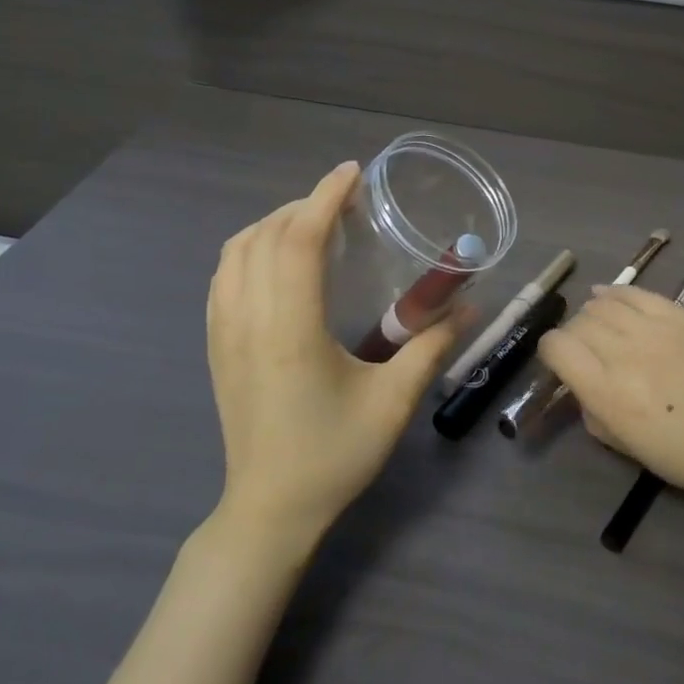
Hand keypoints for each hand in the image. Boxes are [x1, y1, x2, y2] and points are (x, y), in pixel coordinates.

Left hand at [206, 162, 459, 551]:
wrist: (269, 509)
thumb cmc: (333, 455)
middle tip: (344, 202)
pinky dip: (248, 249)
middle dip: (303, 205)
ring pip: (235, 251)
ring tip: (312, 224)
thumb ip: (430, 347)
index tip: (351, 173)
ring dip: (273, 224)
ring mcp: (223, 331)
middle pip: (264, 235)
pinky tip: (276, 260)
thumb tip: (468, 307)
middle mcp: (248, 319)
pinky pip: (223, 276)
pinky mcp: (215, 345)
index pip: (297, 240)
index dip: (324, 198)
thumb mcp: (393, 403)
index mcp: (290, 329)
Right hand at [539, 283, 683, 532]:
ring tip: (599, 327)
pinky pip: (638, 293)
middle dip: (573, 337)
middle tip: (584, 354)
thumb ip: (598, 415)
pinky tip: (609, 297)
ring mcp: (658, 330)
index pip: (557, 348)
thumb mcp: (634, 451)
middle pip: (579, 323)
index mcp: (609, 394)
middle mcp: (626, 354)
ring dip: (593, 315)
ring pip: (604, 303)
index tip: (559, 365)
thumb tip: (585, 389)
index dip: (550, 354)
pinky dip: (616, 292)